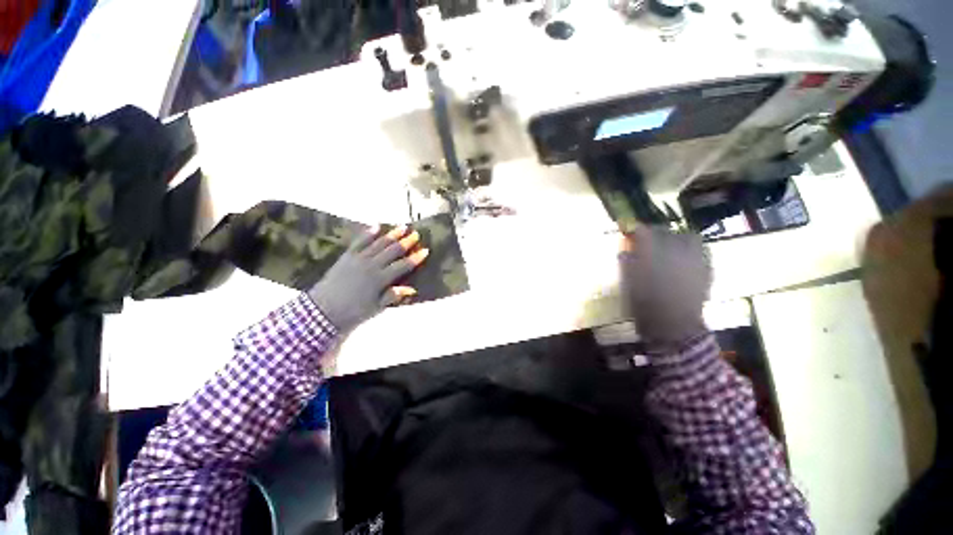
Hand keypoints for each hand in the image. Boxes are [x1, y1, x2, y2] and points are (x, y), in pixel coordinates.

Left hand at [308, 225, 428, 332]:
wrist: (323, 310)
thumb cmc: (353, 311)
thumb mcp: (376, 307)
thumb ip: (393, 295)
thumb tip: (412, 289)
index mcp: (380, 279)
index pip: (402, 266)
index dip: (415, 258)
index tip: (425, 250)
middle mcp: (371, 265)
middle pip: (392, 251)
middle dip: (405, 242)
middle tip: (415, 234)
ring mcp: (358, 259)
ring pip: (378, 243)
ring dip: (391, 235)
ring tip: (402, 227)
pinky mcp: (347, 256)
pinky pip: (359, 241)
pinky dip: (368, 233)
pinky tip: (376, 226)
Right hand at [618, 226, 710, 347]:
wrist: (673, 326)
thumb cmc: (645, 304)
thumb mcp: (629, 283)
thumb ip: (627, 263)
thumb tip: (624, 249)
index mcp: (653, 255)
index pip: (645, 233)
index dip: (636, 230)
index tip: (630, 231)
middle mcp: (676, 252)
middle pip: (666, 231)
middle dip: (655, 233)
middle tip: (648, 239)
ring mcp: (694, 260)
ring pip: (688, 237)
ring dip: (676, 238)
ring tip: (669, 245)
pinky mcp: (706, 269)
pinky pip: (701, 250)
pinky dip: (692, 249)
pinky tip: (684, 257)